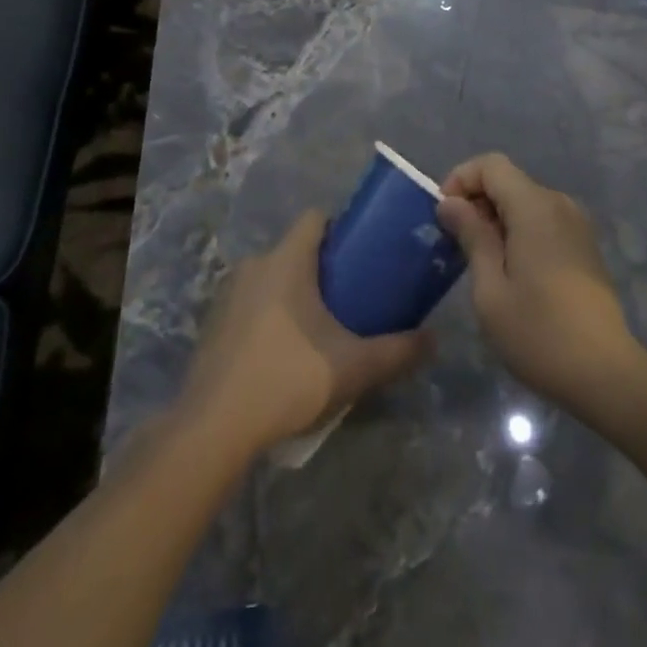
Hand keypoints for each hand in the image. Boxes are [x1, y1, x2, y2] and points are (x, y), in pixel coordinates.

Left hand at [176, 211, 433, 456]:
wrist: (213, 428)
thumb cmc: (287, 378)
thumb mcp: (354, 367)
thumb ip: (397, 351)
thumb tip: (433, 339)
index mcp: (287, 259)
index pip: (316, 218)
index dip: (341, 228)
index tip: (363, 253)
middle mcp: (255, 265)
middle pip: (295, 249)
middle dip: (322, 267)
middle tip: (351, 296)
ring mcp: (229, 294)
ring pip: (272, 278)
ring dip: (294, 293)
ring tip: (321, 327)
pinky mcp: (214, 325)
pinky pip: (251, 304)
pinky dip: (270, 316)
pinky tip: (284, 353)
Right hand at [436, 153, 645, 418]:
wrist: (606, 373)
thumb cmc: (539, 332)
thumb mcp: (490, 288)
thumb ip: (471, 236)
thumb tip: (451, 203)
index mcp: (534, 206)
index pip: (490, 164)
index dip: (460, 180)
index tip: (444, 217)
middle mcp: (558, 204)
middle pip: (508, 181)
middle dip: (476, 202)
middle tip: (456, 245)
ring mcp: (576, 224)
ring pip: (525, 202)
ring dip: (496, 219)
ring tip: (480, 262)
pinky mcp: (584, 245)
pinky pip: (542, 221)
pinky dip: (519, 231)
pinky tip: (511, 272)